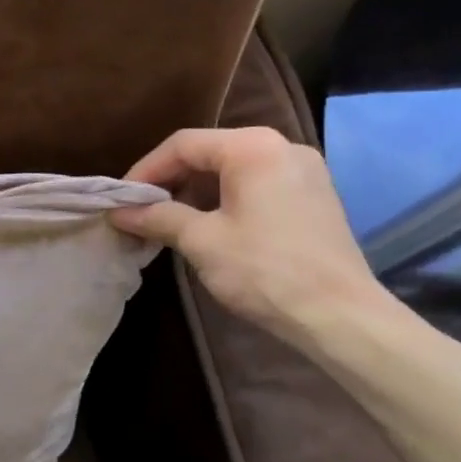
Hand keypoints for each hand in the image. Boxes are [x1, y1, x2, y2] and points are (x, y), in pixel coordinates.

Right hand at [111, 127, 387, 339]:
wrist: (341, 317)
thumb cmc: (264, 271)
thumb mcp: (202, 241)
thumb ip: (158, 217)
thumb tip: (119, 212)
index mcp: (253, 147)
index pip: (183, 144)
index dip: (146, 170)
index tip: (121, 199)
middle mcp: (281, 146)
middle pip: (210, 152)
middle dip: (171, 181)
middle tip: (141, 210)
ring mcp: (303, 170)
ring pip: (233, 169)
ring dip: (196, 191)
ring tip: (168, 221)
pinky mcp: (314, 195)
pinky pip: (257, 184)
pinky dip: (226, 199)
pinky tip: (208, 226)